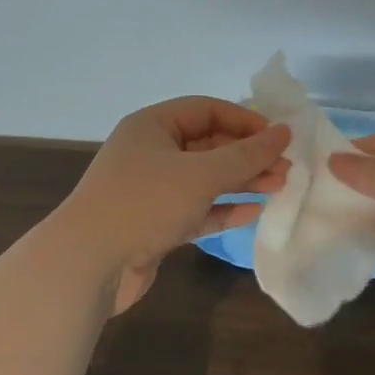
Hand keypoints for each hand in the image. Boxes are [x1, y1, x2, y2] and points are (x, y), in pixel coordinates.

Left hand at [62, 97, 291, 312]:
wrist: (88, 264)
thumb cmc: (144, 203)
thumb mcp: (200, 174)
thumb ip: (245, 155)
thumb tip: (283, 133)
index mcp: (152, 126)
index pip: (206, 110)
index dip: (244, 120)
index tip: (277, 137)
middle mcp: (151, 152)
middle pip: (208, 145)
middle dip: (247, 155)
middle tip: (285, 168)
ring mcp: (152, 190)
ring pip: (205, 179)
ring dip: (241, 181)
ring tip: (279, 187)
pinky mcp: (155, 224)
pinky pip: (197, 209)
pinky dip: (223, 209)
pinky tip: (253, 212)